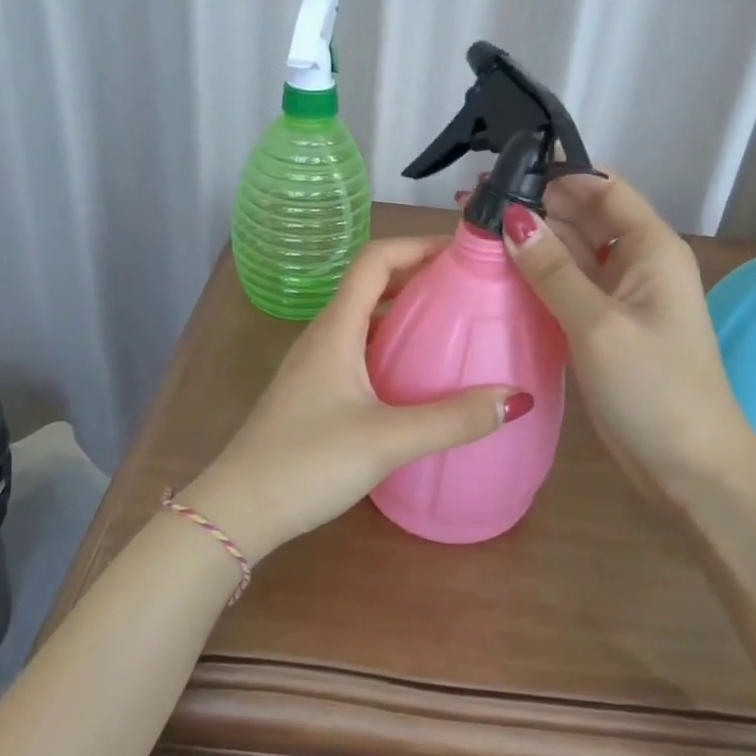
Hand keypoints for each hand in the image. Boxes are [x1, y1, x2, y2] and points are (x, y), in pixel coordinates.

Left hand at [185, 237, 520, 558]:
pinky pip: (361, 350)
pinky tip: (418, 377)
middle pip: (373, 284)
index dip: (417, 244)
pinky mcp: (316, 393)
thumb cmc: (307, 463)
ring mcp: (316, 365)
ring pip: (367, 319)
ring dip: (406, 311)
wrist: (237, 511)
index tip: (463, 252)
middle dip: (420, 276)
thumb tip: (518, 397)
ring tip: (454, 326)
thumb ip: (453, 420)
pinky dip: (393, 345)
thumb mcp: (387, 440)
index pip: (375, 259)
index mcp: (336, 329)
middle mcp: (325, 336)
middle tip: (471, 288)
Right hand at [500, 175, 755, 492]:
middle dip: (534, 207)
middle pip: (584, 217)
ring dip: (531, 242)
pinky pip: (568, 286)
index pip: (603, 187)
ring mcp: (621, 296)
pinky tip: (498, 274)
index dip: (556, 174)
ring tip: (474, 234)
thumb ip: (553, 270)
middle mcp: (638, 262)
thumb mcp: (598, 325)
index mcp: (651, 248)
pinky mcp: (605, 326)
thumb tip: (511, 217)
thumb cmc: (654, 390)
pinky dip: (537, 277)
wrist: (692, 470)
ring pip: (572, 252)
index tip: (500, 173)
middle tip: (471, 205)